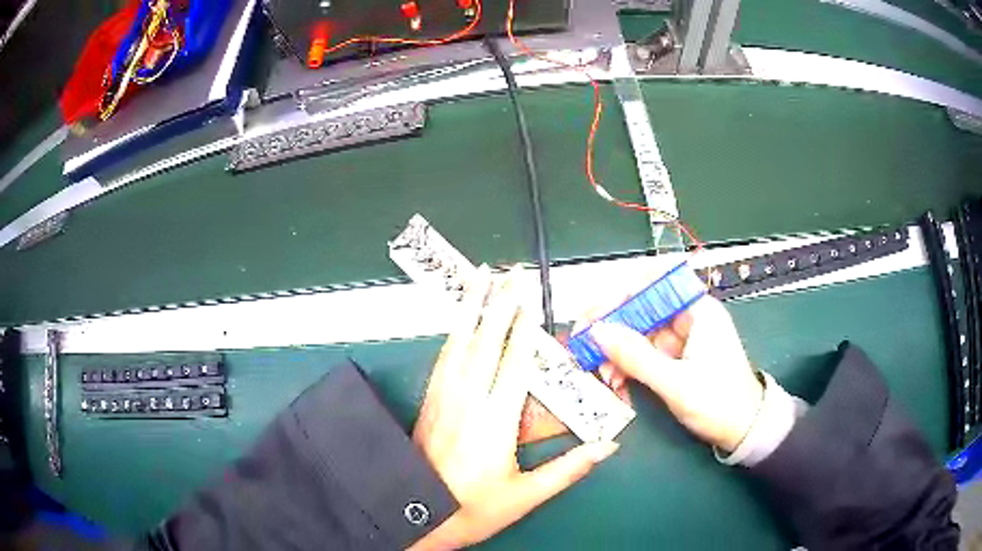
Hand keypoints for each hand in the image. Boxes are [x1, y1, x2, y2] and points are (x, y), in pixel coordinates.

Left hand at [410, 265, 619, 549]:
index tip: (530, 300)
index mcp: (494, 420)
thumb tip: (607, 447)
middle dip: (498, 303)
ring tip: (479, 278)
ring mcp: (443, 397)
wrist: (417, 515)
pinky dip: (454, 332)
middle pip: (484, 340)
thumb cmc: (473, 508)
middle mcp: (467, 399)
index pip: (514, 362)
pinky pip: (444, 357)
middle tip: (509, 273)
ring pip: (458, 342)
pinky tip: (459, 322)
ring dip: (470, 307)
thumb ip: (568, 469)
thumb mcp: (525, 495)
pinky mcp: (430, 401)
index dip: (523, 328)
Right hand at [588, 295, 762, 452]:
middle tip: (584, 346)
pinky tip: (616, 383)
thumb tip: (596, 330)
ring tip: (603, 376)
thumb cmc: (719, 403)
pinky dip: (626, 367)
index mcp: (697, 311)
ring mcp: (679, 339)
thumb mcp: (676, 383)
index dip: (621, 293)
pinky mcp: (674, 358)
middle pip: (640, 308)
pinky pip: (642, 354)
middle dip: (611, 329)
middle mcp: (687, 318)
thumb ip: (636, 356)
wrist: (743, 431)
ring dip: (616, 353)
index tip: (594, 314)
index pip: (654, 283)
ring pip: (637, 333)